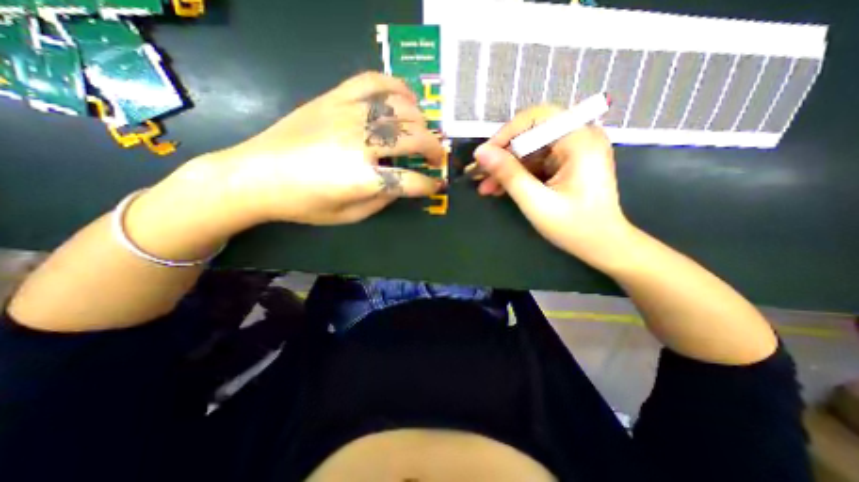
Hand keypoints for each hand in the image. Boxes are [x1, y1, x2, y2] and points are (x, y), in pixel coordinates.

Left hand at [197, 71, 445, 225]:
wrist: (255, 174)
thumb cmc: (303, 203)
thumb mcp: (348, 215)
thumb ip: (381, 200)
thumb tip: (401, 185)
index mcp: (362, 178)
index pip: (410, 181)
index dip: (429, 185)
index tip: (436, 185)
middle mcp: (360, 142)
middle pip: (414, 138)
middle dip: (434, 150)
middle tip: (436, 158)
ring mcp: (348, 114)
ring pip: (401, 108)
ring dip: (421, 121)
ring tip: (422, 131)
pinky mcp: (334, 97)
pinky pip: (373, 81)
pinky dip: (396, 86)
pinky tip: (405, 98)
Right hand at [473, 104, 632, 267]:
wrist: (602, 245)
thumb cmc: (574, 227)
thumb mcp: (536, 202)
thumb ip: (509, 175)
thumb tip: (481, 153)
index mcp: (580, 141)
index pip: (536, 118)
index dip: (506, 133)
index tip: (485, 156)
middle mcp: (580, 138)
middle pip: (531, 135)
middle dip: (503, 156)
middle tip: (480, 175)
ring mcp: (574, 150)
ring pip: (530, 150)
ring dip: (507, 168)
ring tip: (486, 188)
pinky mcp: (568, 163)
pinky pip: (537, 162)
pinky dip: (519, 174)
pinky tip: (501, 188)